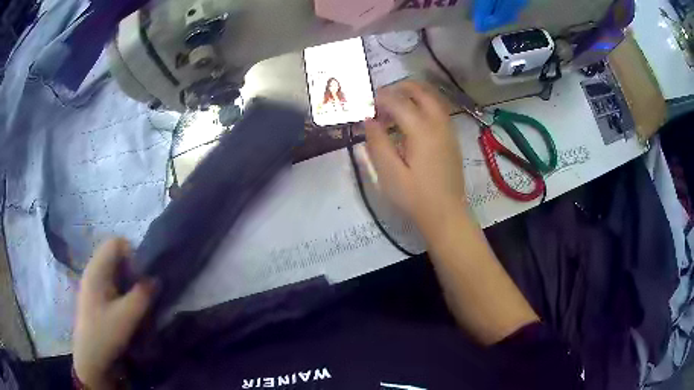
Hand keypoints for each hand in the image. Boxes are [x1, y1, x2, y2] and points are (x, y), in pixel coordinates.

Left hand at [73, 238, 154, 388]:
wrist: (91, 358)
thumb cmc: (106, 333)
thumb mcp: (128, 315)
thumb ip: (143, 294)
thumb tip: (156, 278)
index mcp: (97, 269)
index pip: (116, 243)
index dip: (133, 254)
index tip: (143, 276)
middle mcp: (93, 270)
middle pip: (116, 256)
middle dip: (132, 269)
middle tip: (143, 290)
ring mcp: (93, 283)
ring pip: (114, 271)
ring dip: (128, 281)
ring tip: (137, 300)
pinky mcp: (95, 296)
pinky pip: (111, 283)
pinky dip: (122, 290)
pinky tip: (127, 307)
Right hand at [365, 80, 465, 235]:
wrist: (446, 214)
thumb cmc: (415, 197)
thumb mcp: (389, 173)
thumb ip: (377, 142)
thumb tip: (368, 119)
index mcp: (422, 130)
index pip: (398, 102)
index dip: (380, 99)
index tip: (366, 104)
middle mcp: (438, 124)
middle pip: (421, 91)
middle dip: (400, 88)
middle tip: (381, 98)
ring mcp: (448, 130)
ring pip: (433, 98)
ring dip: (413, 95)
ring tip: (394, 107)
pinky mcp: (452, 138)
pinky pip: (438, 110)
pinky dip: (423, 105)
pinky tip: (411, 121)